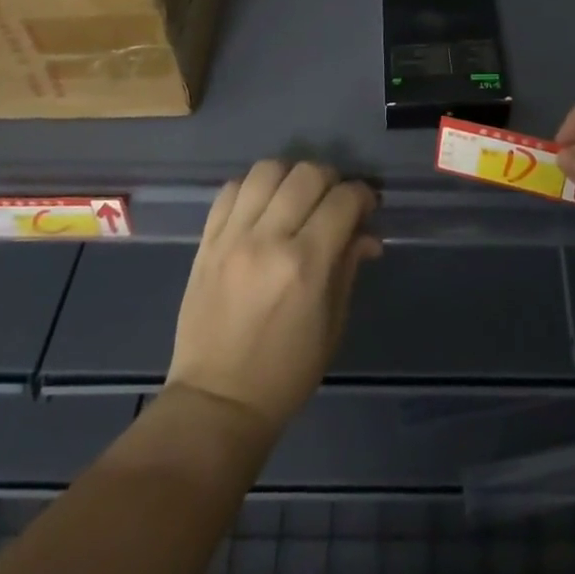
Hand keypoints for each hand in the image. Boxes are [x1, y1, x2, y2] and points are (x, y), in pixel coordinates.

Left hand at [165, 160, 380, 435]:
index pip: (344, 199)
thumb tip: (368, 233)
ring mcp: (232, 237)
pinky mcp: (206, 241)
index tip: (367, 208)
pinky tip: (262, 206)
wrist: (216, 403)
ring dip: (291, 176)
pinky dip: (253, 188)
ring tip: (296, 197)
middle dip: (331, 180)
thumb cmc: (286, 372)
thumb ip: (349, 267)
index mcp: (305, 264)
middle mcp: (268, 240)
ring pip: (267, 170)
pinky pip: (231, 189)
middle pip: (308, 174)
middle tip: (334, 202)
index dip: (363, 196)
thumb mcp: (332, 325)